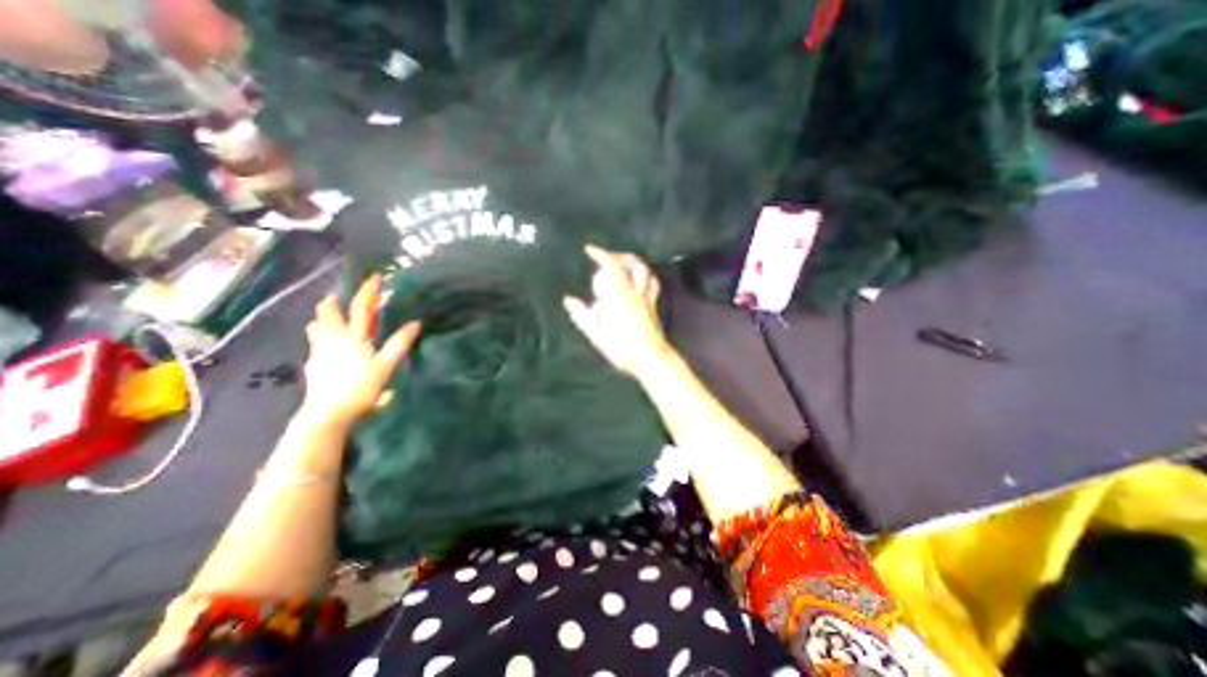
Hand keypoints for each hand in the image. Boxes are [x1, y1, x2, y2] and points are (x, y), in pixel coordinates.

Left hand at [296, 275, 419, 429]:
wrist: (328, 414)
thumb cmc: (361, 388)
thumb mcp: (386, 366)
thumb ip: (400, 343)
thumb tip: (415, 323)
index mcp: (354, 337)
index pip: (362, 308)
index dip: (369, 291)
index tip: (375, 276)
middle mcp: (333, 339)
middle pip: (327, 312)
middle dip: (333, 301)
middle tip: (339, 298)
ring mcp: (318, 351)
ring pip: (316, 326)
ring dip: (323, 318)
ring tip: (331, 319)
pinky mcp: (312, 365)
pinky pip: (314, 344)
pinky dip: (321, 337)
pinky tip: (328, 348)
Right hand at [563, 245, 673, 377]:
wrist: (650, 359)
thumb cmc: (622, 348)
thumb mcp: (596, 334)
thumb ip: (582, 315)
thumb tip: (569, 301)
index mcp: (620, 296)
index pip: (612, 266)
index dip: (601, 254)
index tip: (590, 250)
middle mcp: (636, 293)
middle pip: (635, 264)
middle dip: (620, 256)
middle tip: (608, 257)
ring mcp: (648, 300)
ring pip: (647, 273)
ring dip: (635, 264)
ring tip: (624, 266)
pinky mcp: (654, 308)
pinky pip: (652, 285)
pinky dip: (645, 277)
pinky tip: (638, 283)